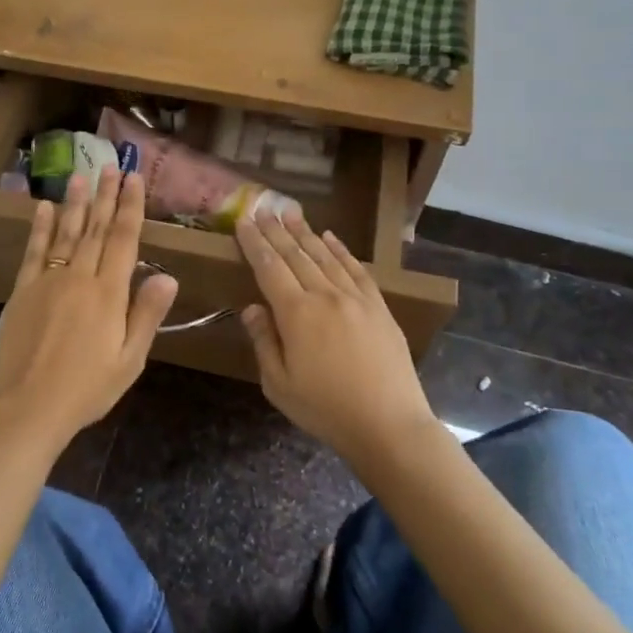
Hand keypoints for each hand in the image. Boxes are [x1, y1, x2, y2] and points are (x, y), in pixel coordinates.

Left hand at [0, 172, 177, 455]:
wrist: (27, 409)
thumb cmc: (85, 390)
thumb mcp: (129, 360)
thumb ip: (146, 316)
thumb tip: (169, 277)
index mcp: (108, 294)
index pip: (124, 240)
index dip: (131, 207)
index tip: (134, 178)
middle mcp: (78, 278)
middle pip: (96, 229)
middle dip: (106, 195)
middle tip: (111, 165)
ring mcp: (47, 282)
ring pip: (65, 233)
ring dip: (75, 202)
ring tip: (81, 174)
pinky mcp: (22, 292)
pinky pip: (33, 252)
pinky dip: (39, 228)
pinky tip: (43, 208)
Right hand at [235, 204, 439, 468]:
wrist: (389, 424)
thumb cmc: (326, 409)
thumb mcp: (279, 384)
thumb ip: (264, 342)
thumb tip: (252, 308)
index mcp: (296, 314)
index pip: (269, 268)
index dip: (255, 244)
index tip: (244, 222)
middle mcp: (325, 295)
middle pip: (296, 255)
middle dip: (277, 230)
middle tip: (265, 208)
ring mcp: (356, 298)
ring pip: (325, 256)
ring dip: (306, 232)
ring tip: (291, 213)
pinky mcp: (379, 306)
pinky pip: (356, 269)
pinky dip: (341, 250)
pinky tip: (331, 238)